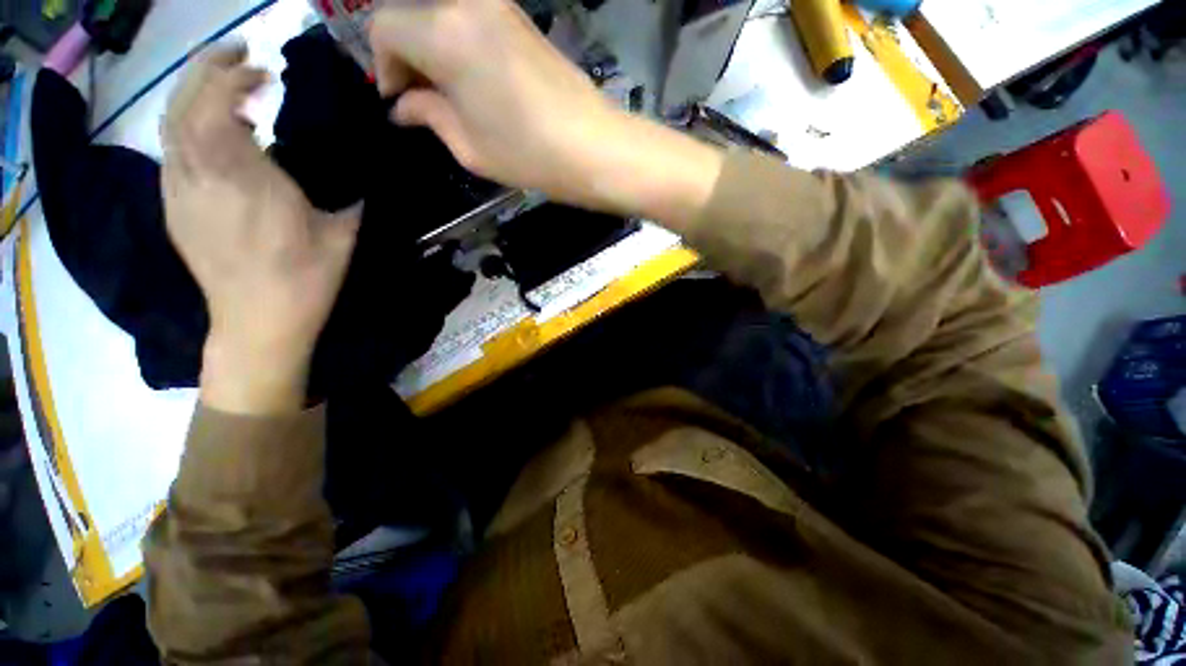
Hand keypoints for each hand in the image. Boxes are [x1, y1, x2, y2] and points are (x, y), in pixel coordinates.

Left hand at [162, 45, 359, 412]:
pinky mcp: (173, 207)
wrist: (258, 322)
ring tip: (223, 84)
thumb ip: (349, 196)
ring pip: (171, 123)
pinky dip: (187, 124)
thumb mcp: (342, 236)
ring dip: (194, 92)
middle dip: (209, 69)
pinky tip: (211, 129)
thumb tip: (362, 173)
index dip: (236, 77)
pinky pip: (172, 150)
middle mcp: (202, 176)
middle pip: (186, 103)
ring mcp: (180, 191)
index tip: (264, 69)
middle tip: (240, 57)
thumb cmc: (306, 280)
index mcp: (246, 181)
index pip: (221, 106)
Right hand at [369, 0, 723, 227]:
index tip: (400, 102)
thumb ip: (428, 115)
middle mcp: (467, 3)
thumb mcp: (469, 146)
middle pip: (412, 15)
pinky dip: (461, 48)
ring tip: (451, 97)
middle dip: (408, 57)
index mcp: (443, 31)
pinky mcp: (522, 20)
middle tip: (422, 101)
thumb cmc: (529, 154)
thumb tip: (404, 105)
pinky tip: (476, 84)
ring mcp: (500, 7)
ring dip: (435, 52)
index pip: (384, 26)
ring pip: (442, 17)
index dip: (383, 66)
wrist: (594, 147)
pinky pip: (473, 23)